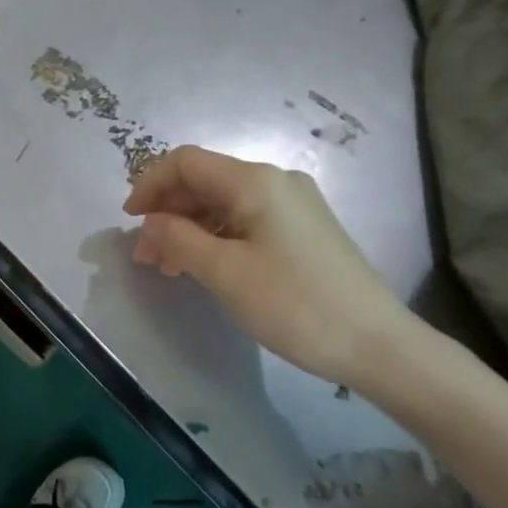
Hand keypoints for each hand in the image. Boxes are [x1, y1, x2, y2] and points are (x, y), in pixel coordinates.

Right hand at [123, 146, 411, 387]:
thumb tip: (151, 222)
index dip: (150, 184)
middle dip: (167, 211)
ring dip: (188, 228)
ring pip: (223, 203)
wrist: (378, 345)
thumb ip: (178, 239)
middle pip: (204, 181)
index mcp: (255, 182)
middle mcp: (275, 182)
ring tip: (167, 267)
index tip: (129, 221)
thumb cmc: (294, 304)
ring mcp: (294, 205)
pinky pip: (245, 220)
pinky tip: (202, 266)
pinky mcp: (303, 230)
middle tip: (145, 255)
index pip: (186, 162)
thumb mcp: (224, 272)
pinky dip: (215, 237)